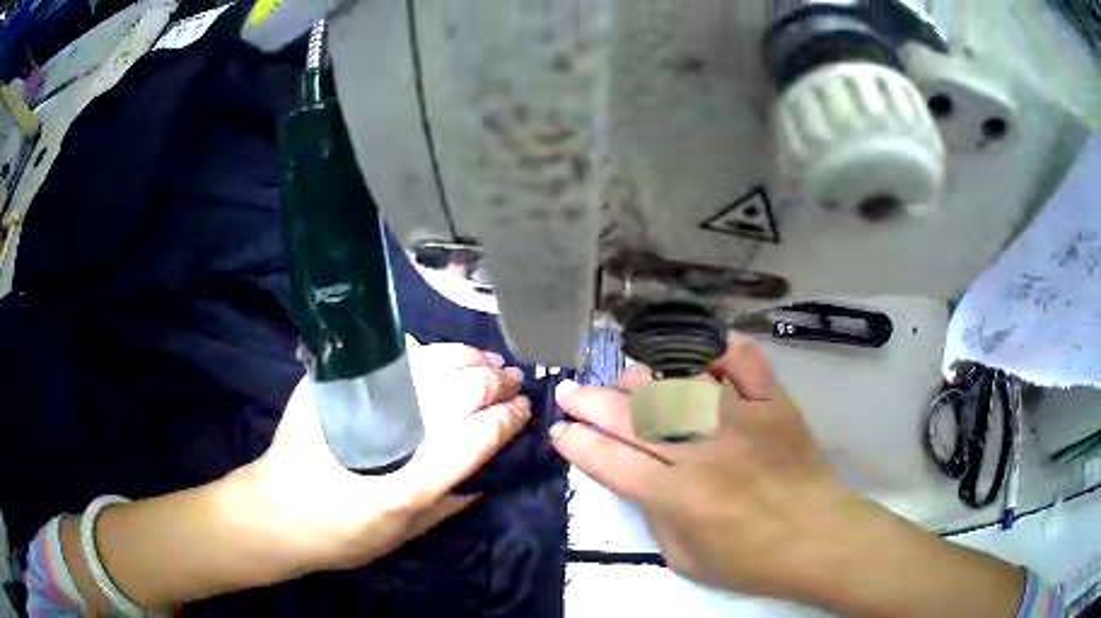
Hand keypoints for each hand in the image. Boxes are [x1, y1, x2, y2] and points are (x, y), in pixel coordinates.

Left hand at [237, 344, 529, 573]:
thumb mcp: (398, 538)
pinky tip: (446, 356)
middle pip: (452, 393)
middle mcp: (384, 439)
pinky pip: (393, 361)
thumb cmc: (336, 535)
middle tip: (513, 380)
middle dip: (491, 383)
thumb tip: (484, 480)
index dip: (503, 420)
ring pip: (424, 365)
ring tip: (489, 360)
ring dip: (464, 359)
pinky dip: (428, 355)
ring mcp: (356, 404)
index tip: (522, 408)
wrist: (272, 513)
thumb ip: (444, 508)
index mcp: (404, 488)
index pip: (470, 440)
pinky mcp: (333, 387)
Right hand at [550, 338, 851, 596]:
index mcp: (677, 497)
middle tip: (570, 391)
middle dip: (591, 402)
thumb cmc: (750, 561)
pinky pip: (746, 365)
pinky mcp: (774, 405)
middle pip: (633, 417)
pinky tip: (706, 356)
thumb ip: (655, 517)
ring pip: (681, 384)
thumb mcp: (684, 559)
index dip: (578, 444)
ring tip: (626, 379)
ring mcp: (741, 421)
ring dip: (645, 379)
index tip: (560, 432)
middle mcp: (703, 451)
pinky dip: (724, 354)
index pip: (611, 461)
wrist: (818, 539)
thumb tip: (641, 478)